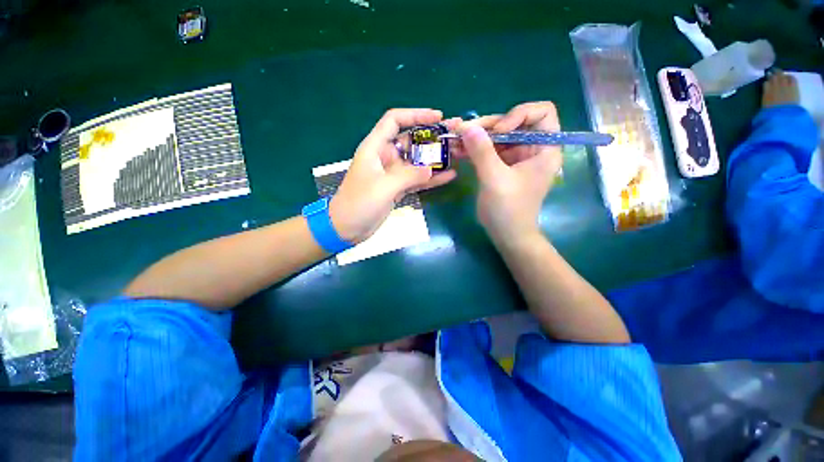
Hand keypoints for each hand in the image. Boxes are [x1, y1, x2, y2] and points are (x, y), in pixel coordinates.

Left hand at [330, 109, 458, 242]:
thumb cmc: (358, 203)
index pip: (394, 121)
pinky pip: (417, 180)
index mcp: (375, 148)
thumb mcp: (383, 187)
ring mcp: (393, 174)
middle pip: (411, 141)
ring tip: (457, 155)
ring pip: (416, 161)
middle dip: (432, 138)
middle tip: (454, 136)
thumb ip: (409, 176)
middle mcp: (385, 157)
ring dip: (435, 159)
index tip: (437, 117)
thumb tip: (431, 170)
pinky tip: (448, 176)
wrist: (347, 228)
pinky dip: (431, 179)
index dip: (415, 115)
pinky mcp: (397, 188)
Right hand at [455, 102, 562, 243]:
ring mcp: (515, 157)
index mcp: (544, 148)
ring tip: (455, 138)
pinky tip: (457, 150)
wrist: (506, 234)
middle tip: (463, 131)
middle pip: (512, 122)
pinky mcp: (501, 166)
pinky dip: (473, 149)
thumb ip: (482, 152)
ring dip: (476, 136)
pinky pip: (488, 150)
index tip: (499, 131)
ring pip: (497, 136)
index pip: (542, 112)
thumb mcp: (495, 179)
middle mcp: (531, 148)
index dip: (519, 114)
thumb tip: (467, 126)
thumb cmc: (508, 210)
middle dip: (488, 125)